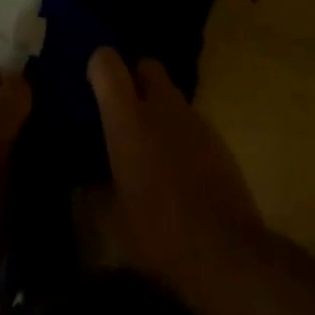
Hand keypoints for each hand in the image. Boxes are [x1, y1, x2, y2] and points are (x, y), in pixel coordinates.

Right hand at [88, 48, 266, 303]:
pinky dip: (182, 135)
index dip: (99, 67)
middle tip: (127, 114)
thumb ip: (100, 187)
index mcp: (127, 118)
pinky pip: (191, 123)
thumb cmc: (159, 233)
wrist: (226, 252)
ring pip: (172, 95)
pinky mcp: (218, 138)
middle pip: (148, 66)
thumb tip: (89, 179)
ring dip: (161, 112)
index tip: (95, 87)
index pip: (107, 63)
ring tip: (154, 150)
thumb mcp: (116, 217)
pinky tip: (181, 171)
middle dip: (137, 80)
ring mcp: (194, 119)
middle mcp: (161, 106)